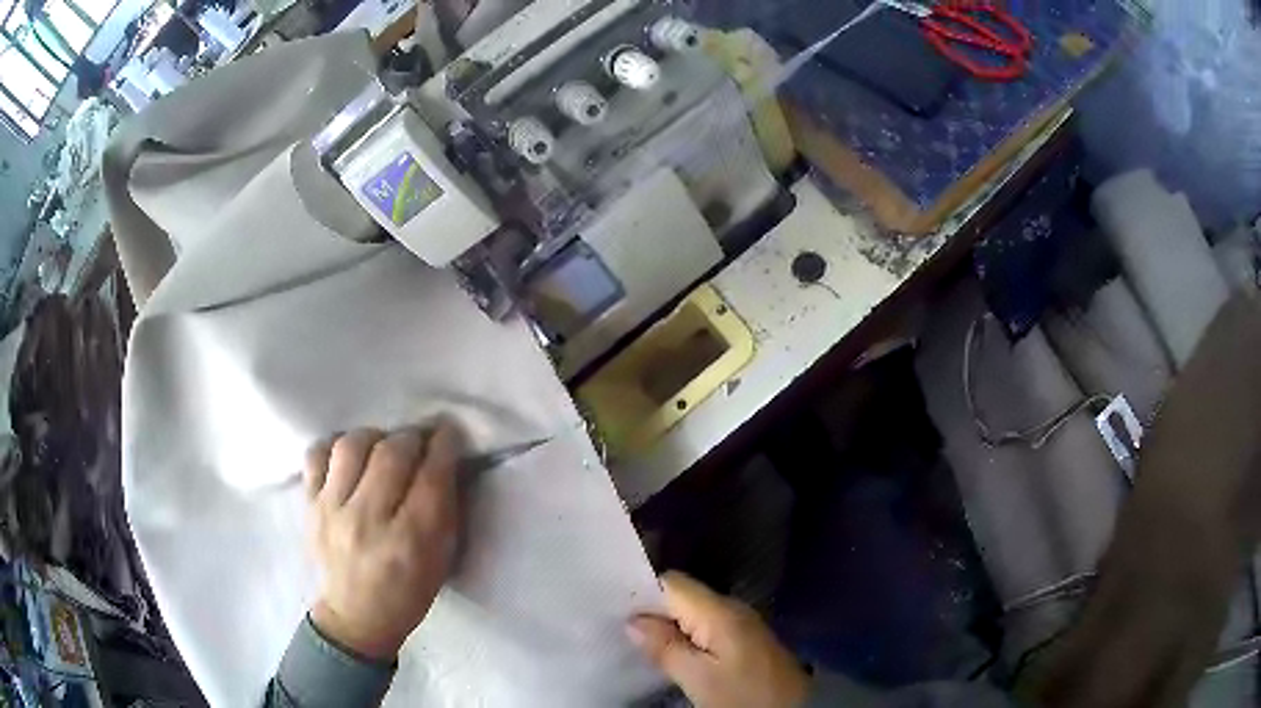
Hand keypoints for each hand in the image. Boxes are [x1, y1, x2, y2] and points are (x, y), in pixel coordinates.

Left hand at [304, 423, 464, 660]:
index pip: (431, 475)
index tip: (449, 431)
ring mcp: (333, 509)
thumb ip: (444, 510)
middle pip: (393, 452)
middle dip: (413, 436)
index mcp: (411, 540)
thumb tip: (445, 462)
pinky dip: (336, 446)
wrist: (354, 617)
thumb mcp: (441, 560)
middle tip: (420, 440)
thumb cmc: (408, 593)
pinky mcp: (310, 505)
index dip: (444, 444)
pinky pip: (317, 454)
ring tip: (383, 447)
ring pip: (353, 444)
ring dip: (376, 437)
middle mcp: (369, 519)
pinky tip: (349, 457)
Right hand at [627, 572, 808, 707]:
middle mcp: (732, 608)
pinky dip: (685, 635)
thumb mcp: (698, 679)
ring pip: (692, 612)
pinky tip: (670, 651)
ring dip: (667, 625)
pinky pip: (706, 627)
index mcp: (719, 611)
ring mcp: (741, 623)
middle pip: (681, 596)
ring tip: (637, 641)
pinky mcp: (745, 640)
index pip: (670, 582)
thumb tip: (633, 620)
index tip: (612, 608)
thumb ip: (665, 647)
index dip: (640, 591)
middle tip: (618, 628)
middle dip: (651, 610)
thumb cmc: (744, 696)